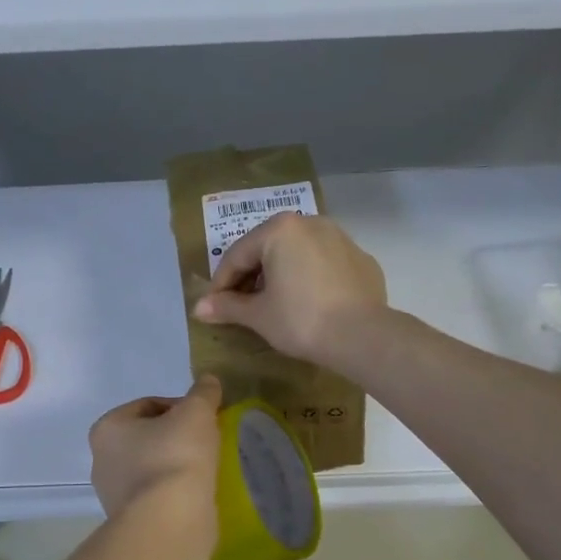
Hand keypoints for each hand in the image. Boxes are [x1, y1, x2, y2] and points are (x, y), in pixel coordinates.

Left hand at [88, 375, 222, 520]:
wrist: (169, 521)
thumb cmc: (175, 456)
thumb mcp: (196, 412)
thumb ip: (203, 393)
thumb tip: (208, 381)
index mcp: (107, 428)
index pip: (148, 405)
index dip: (180, 406)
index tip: (204, 418)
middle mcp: (102, 460)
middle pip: (148, 437)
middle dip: (176, 437)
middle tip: (206, 442)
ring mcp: (113, 495)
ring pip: (152, 468)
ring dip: (175, 465)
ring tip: (205, 469)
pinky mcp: (131, 521)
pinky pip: (157, 496)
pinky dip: (175, 491)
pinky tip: (196, 493)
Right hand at [192, 213, 387, 364]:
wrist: (362, 336)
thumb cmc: (300, 320)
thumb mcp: (258, 315)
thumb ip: (227, 306)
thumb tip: (198, 308)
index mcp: (280, 229)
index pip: (237, 255)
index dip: (221, 284)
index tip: (213, 308)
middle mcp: (311, 223)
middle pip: (268, 249)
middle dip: (251, 277)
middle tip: (240, 306)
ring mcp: (341, 238)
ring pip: (298, 254)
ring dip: (280, 275)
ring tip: (273, 304)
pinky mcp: (361, 259)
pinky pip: (324, 265)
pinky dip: (310, 279)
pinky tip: (309, 304)